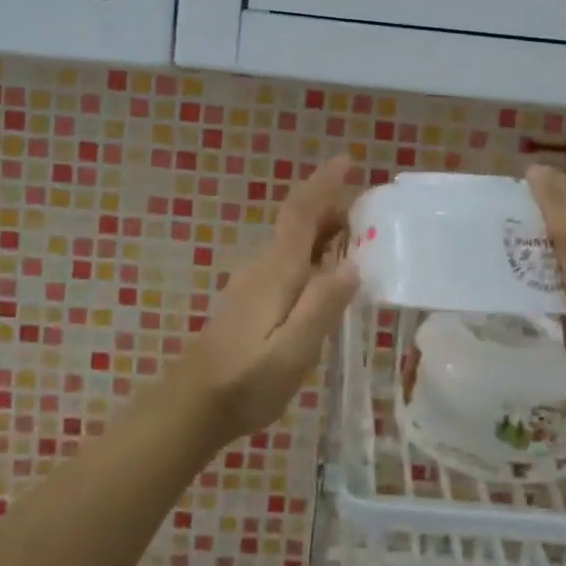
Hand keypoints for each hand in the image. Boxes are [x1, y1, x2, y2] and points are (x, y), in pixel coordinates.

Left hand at [175, 157, 360, 445]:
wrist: (193, 405)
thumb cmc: (247, 381)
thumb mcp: (294, 350)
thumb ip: (322, 305)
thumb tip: (352, 264)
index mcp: (277, 270)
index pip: (301, 212)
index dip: (324, 183)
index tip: (348, 160)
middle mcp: (263, 265)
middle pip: (298, 222)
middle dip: (332, 208)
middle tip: (371, 214)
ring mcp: (253, 281)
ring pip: (294, 242)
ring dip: (324, 231)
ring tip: (358, 242)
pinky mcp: (250, 299)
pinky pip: (288, 260)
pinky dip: (313, 254)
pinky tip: (327, 277)